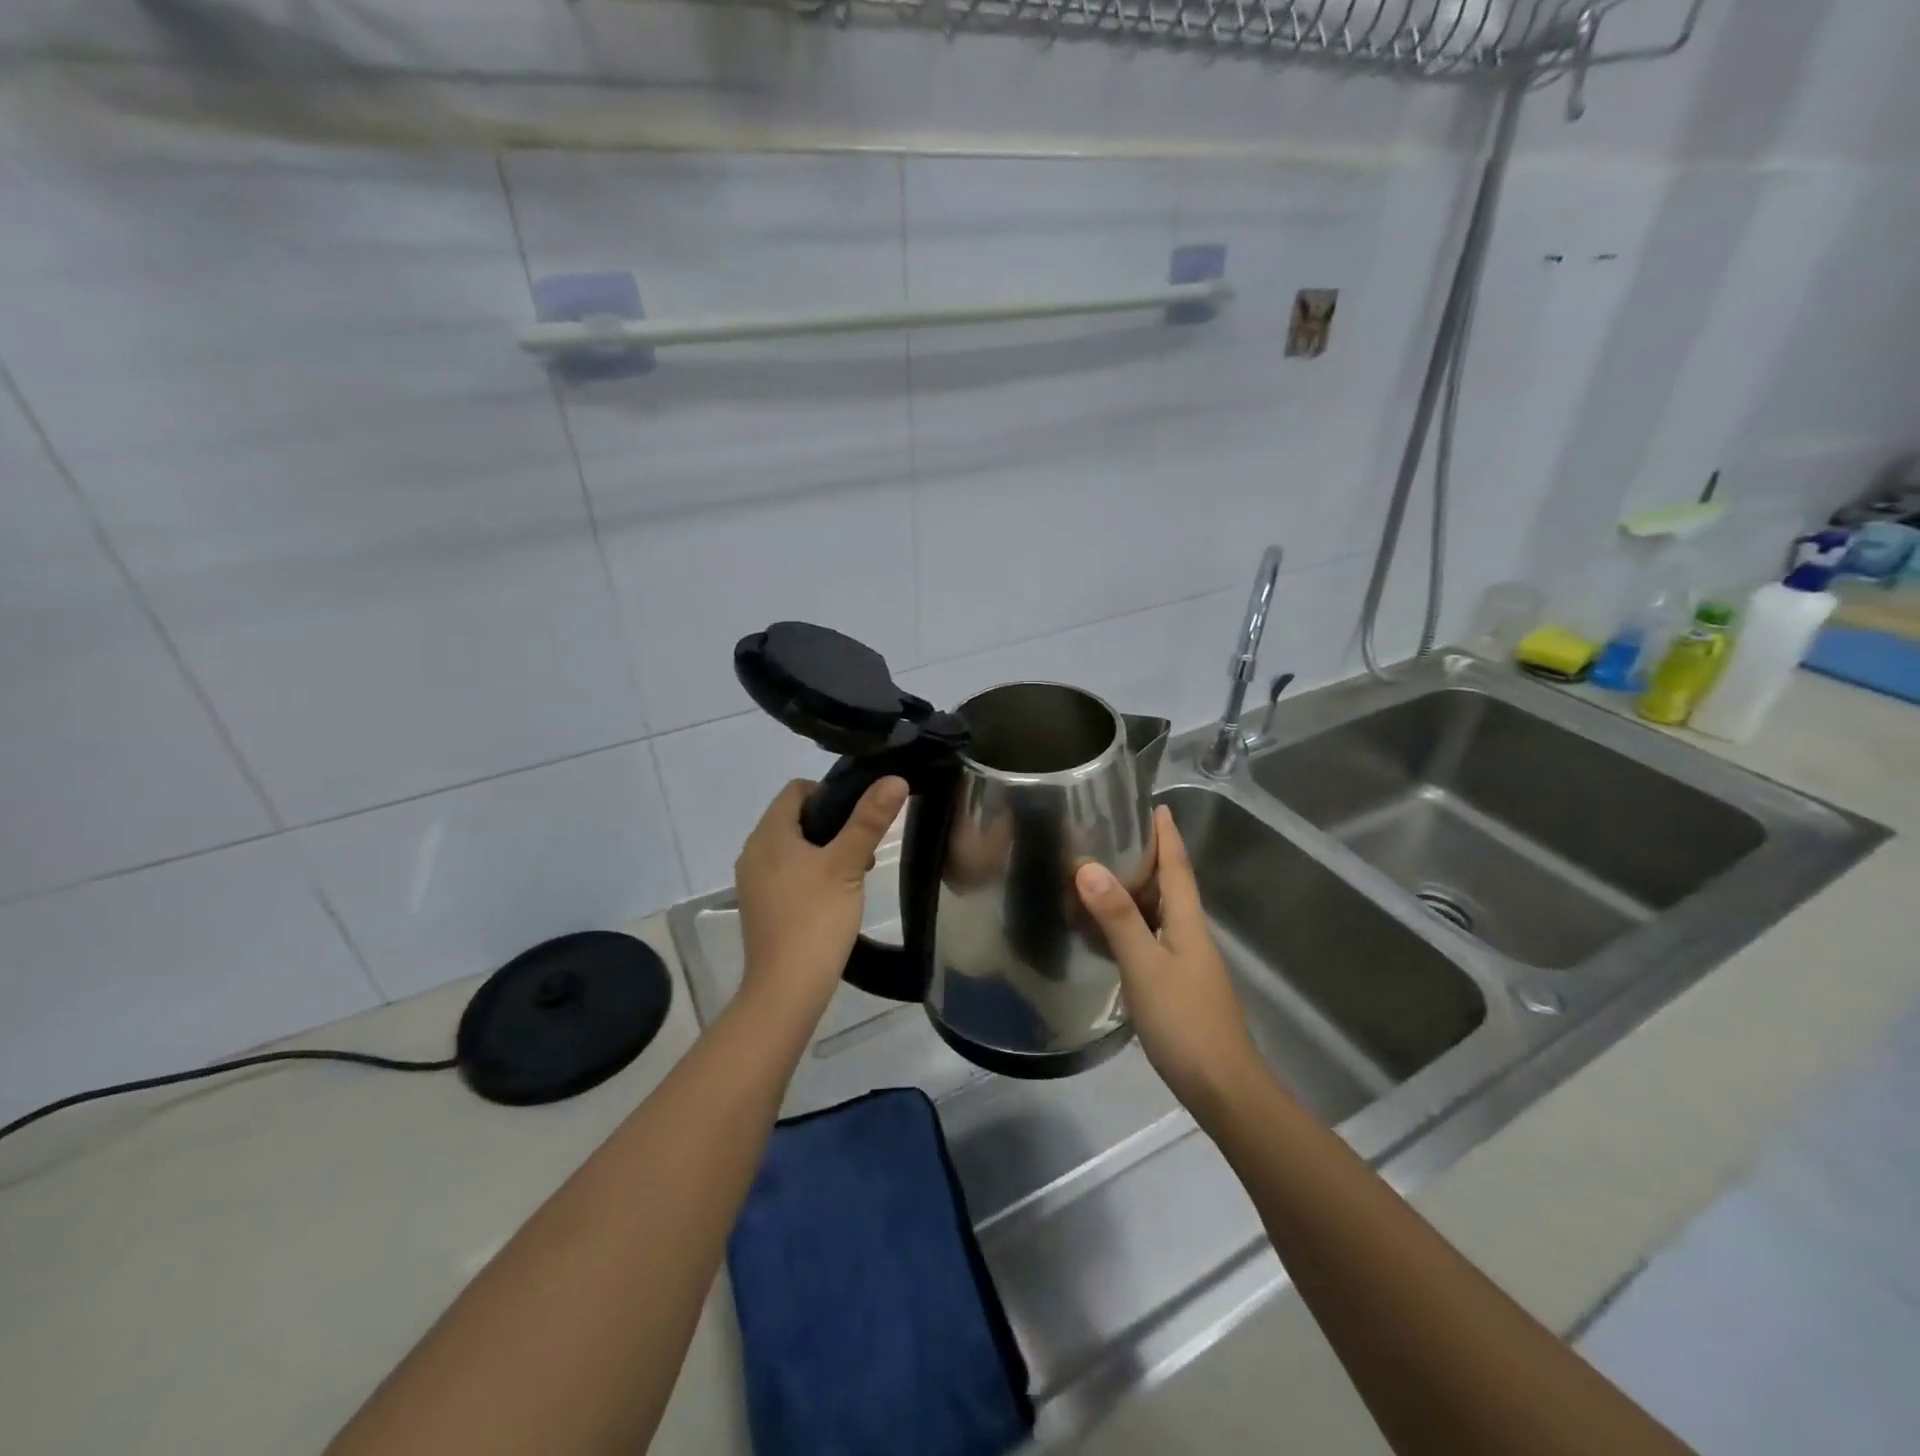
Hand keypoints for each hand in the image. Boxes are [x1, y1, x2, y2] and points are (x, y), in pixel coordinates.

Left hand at [734, 776, 906, 1025]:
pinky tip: (837, 894)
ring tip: (857, 870)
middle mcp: (754, 852)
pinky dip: (813, 872)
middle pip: (796, 817)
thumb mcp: (848, 865)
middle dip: (833, 823)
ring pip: (795, 847)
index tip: (861, 814)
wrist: (786, 990)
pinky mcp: (763, 905)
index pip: (797, 790)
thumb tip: (894, 779)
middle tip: (865, 843)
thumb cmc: (816, 919)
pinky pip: (789, 872)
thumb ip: (869, 820)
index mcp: (768, 835)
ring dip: (826, 849)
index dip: (831, 791)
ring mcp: (755, 882)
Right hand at [1075, 806, 1264, 1125]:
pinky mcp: (1177, 987)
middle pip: (1170, 887)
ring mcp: (1186, 963)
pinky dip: (1130, 926)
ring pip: (1159, 915)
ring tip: (1102, 875)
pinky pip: (1151, 941)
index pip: (1178, 867)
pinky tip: (1108, 934)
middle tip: (1110, 835)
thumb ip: (1117, 918)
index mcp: (1188, 922)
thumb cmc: (1185, 1021)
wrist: (1222, 1088)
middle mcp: (1190, 935)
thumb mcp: (1145, 965)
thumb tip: (1088, 866)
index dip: (1167, 836)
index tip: (1156, 805)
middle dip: (1147, 858)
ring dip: (1135, 892)